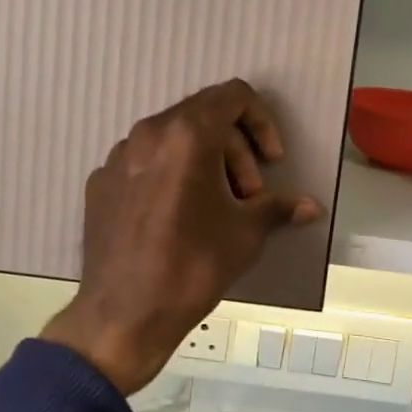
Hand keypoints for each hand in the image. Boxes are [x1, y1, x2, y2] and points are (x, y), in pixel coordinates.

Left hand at [41, 80, 324, 395]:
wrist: (123, 315)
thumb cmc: (192, 266)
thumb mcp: (245, 234)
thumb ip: (278, 208)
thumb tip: (311, 207)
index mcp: (186, 135)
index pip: (233, 95)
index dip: (261, 121)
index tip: (270, 161)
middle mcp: (148, 134)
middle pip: (203, 116)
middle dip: (235, 148)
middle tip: (248, 194)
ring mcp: (118, 156)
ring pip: (172, 138)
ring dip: (203, 161)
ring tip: (214, 207)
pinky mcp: (100, 182)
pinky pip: (144, 162)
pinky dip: (169, 175)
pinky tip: (175, 217)